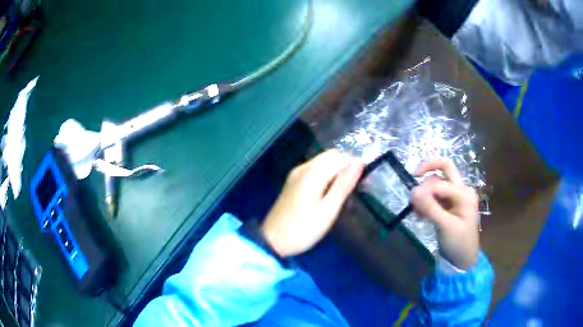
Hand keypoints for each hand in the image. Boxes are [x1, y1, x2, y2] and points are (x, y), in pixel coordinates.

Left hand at [261, 150, 363, 256]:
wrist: (272, 240)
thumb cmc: (302, 230)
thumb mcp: (327, 211)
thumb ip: (343, 185)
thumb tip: (359, 161)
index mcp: (313, 173)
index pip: (341, 157)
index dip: (354, 166)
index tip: (362, 183)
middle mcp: (303, 167)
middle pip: (331, 155)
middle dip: (346, 166)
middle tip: (353, 189)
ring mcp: (296, 173)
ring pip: (323, 161)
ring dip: (337, 170)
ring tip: (342, 193)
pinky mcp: (293, 181)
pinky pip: (315, 169)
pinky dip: (326, 174)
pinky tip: (328, 193)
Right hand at [411, 158, 479, 269]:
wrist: (462, 260)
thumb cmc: (458, 243)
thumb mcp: (445, 226)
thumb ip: (431, 208)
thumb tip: (413, 191)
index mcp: (464, 193)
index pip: (441, 182)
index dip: (425, 188)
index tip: (411, 200)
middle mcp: (461, 190)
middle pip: (445, 168)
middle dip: (428, 170)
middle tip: (413, 178)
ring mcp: (455, 197)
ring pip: (437, 182)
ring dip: (425, 190)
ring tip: (416, 209)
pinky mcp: (448, 205)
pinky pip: (435, 195)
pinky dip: (426, 200)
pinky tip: (420, 214)